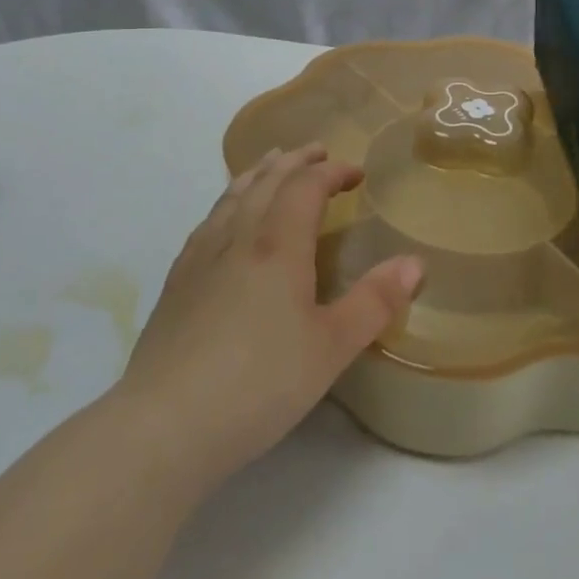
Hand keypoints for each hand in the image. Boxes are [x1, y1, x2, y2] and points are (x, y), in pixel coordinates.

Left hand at [117, 146, 422, 487]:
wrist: (164, 426)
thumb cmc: (258, 383)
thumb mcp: (332, 347)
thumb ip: (375, 302)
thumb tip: (415, 263)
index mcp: (278, 245)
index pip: (307, 186)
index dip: (333, 172)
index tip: (357, 174)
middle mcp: (238, 237)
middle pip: (267, 180)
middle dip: (295, 161)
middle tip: (317, 152)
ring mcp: (200, 257)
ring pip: (232, 196)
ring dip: (258, 173)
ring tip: (271, 164)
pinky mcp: (176, 283)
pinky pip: (207, 221)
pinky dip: (227, 202)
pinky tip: (225, 219)